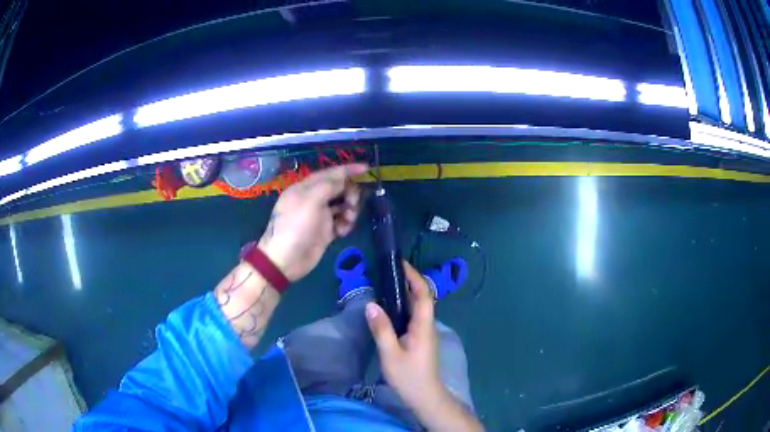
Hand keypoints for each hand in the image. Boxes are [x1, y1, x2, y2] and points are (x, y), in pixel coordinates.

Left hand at [258, 163, 367, 281]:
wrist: (286, 260)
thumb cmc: (295, 227)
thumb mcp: (310, 201)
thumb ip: (328, 186)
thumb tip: (343, 179)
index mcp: (305, 188)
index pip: (330, 173)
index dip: (348, 170)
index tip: (366, 169)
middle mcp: (313, 199)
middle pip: (339, 188)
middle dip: (350, 193)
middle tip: (353, 204)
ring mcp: (320, 216)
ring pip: (343, 205)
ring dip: (350, 210)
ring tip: (348, 220)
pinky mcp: (325, 231)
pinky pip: (341, 222)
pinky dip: (345, 224)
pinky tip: (342, 231)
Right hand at [365, 262, 443, 408]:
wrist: (425, 396)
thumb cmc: (409, 376)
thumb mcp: (391, 354)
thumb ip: (381, 329)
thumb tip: (371, 304)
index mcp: (423, 325)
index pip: (423, 294)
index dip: (414, 277)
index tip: (401, 264)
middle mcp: (427, 325)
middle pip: (422, 297)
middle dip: (408, 281)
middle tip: (388, 271)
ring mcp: (424, 333)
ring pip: (417, 307)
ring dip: (405, 293)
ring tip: (385, 284)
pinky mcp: (419, 339)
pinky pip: (412, 316)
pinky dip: (402, 306)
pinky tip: (388, 309)